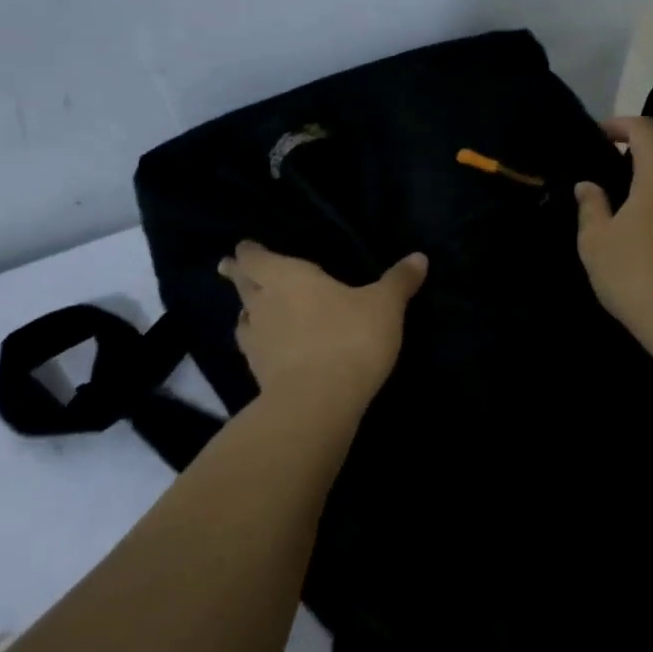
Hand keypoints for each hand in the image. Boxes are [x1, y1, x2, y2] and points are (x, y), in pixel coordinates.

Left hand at [217, 241, 428, 403]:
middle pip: (242, 285)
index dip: (249, 252)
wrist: (318, 402)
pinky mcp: (258, 375)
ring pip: (244, 319)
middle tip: (232, 270)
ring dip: (248, 313)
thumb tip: (419, 257)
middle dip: (239, 276)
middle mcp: (263, 304)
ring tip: (255, 311)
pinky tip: (273, 349)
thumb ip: (399, 281)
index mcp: (286, 277)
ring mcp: (256, 342)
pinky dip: (261, 345)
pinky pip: (254, 350)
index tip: (244, 249)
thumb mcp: (385, 305)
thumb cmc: (349, 337)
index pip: (255, 258)